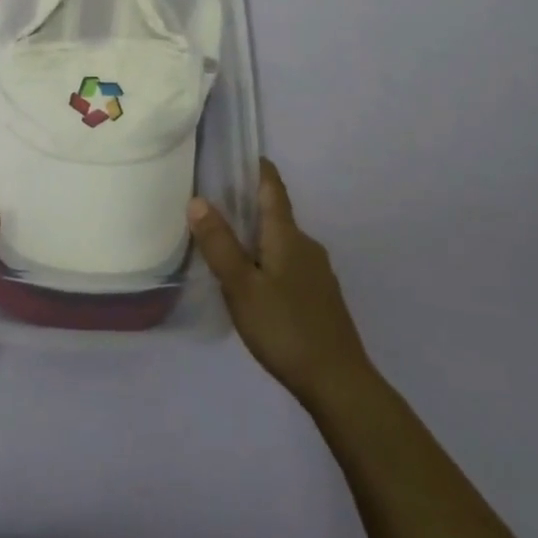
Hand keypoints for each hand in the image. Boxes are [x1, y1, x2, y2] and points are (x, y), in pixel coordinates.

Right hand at [188, 159, 374, 413]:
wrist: (340, 383)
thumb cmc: (285, 328)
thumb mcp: (241, 286)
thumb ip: (219, 244)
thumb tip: (197, 199)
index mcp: (287, 236)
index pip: (273, 189)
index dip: (259, 169)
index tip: (243, 154)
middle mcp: (306, 246)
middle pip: (275, 215)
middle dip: (249, 207)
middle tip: (215, 206)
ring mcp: (318, 273)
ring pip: (282, 243)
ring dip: (257, 238)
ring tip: (227, 247)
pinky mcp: (321, 298)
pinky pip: (289, 266)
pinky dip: (269, 262)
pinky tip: (254, 285)